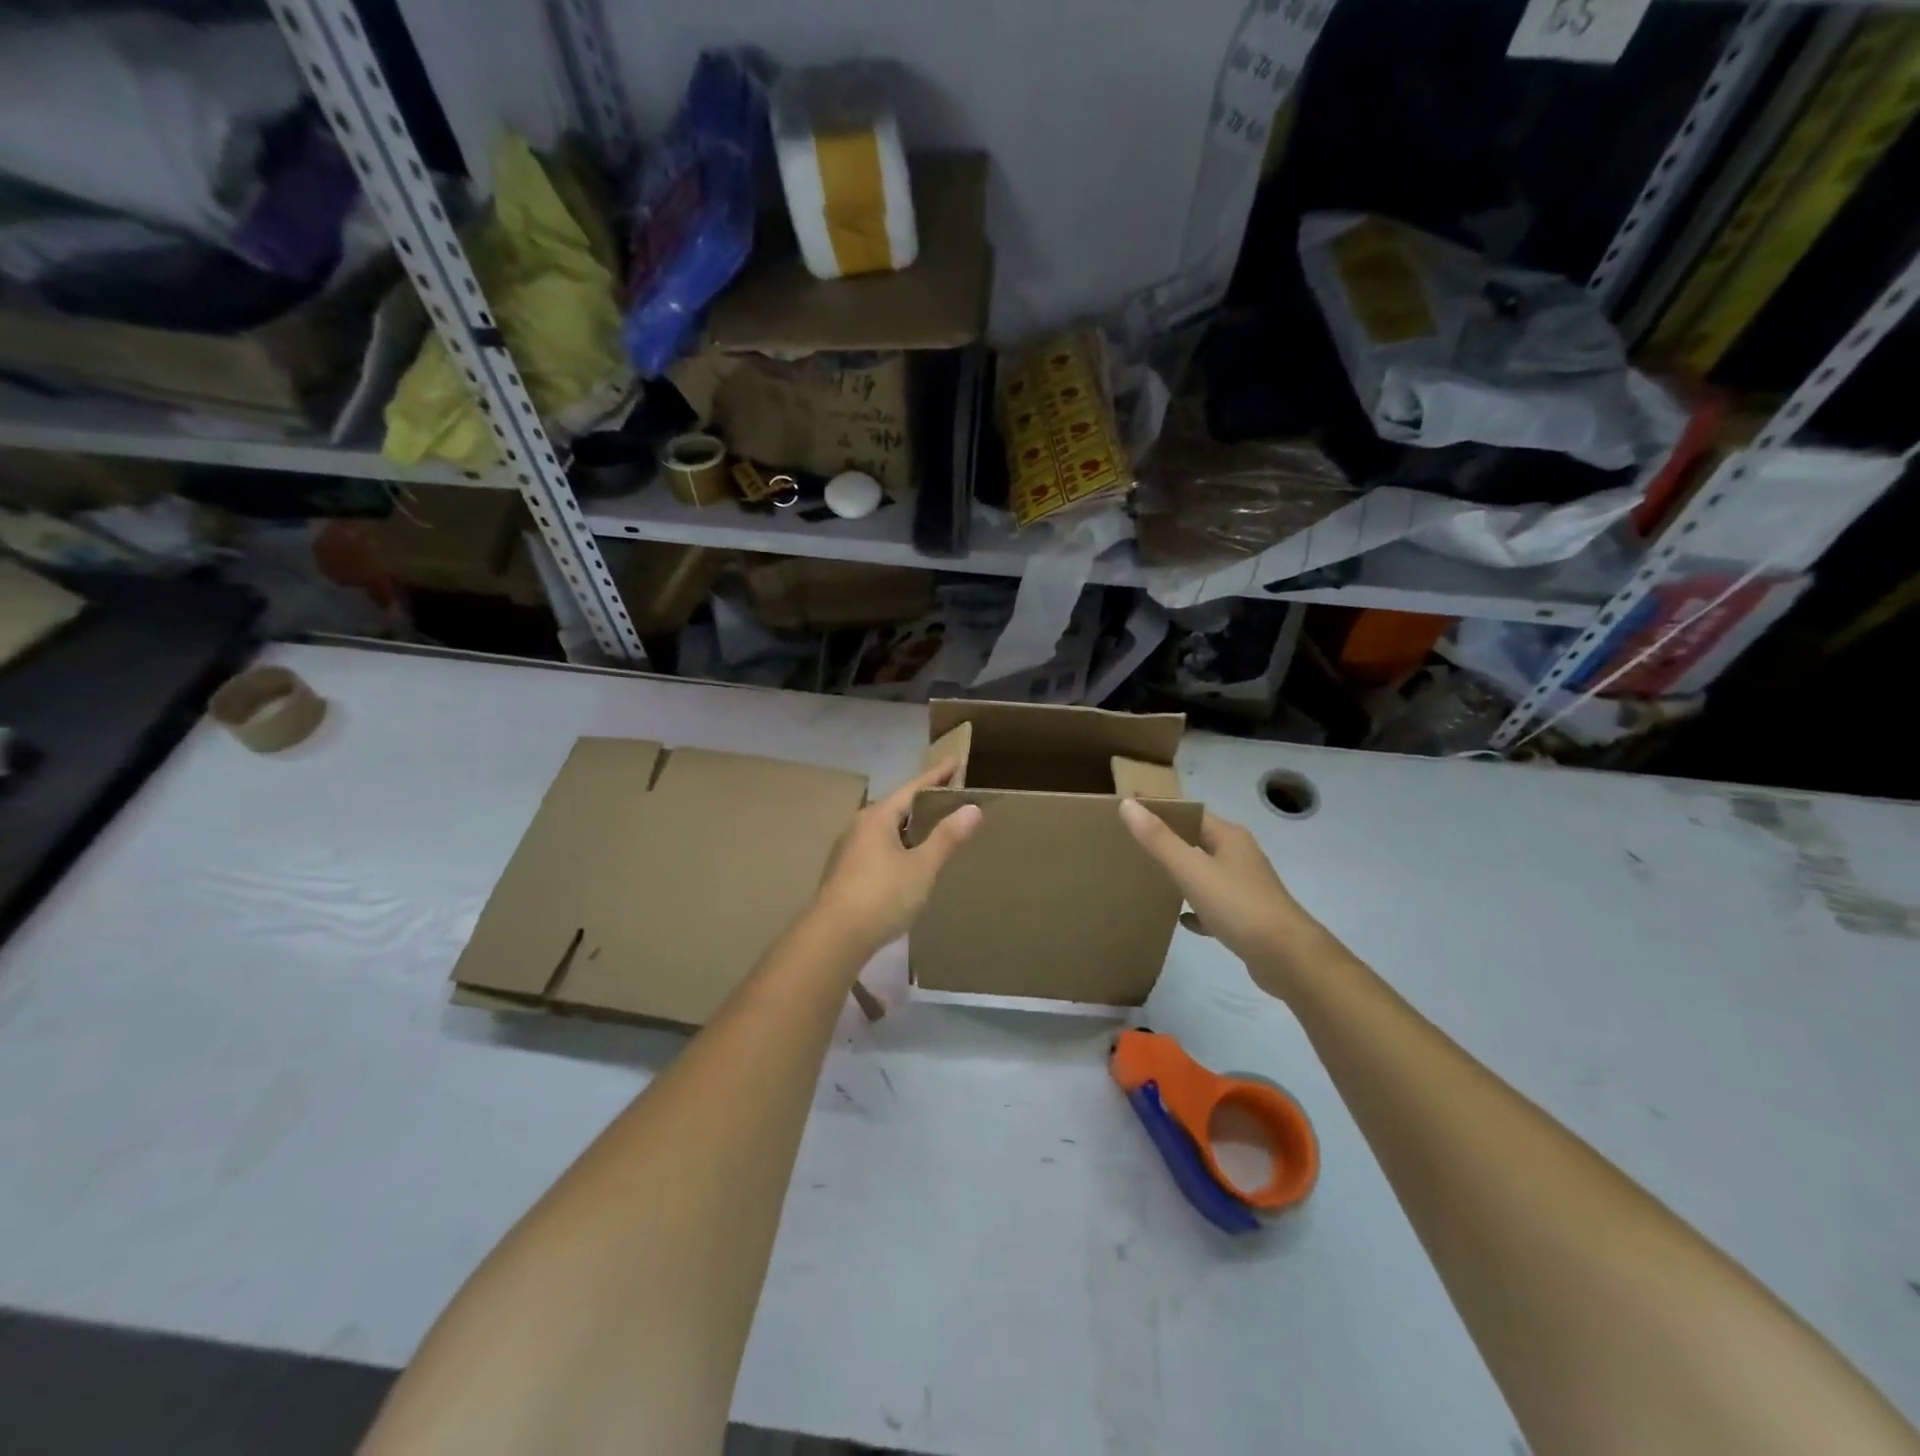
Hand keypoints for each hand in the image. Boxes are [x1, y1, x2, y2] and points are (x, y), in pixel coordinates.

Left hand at [813, 764, 982, 955]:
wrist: (834, 937)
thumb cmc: (881, 895)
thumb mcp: (921, 866)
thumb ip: (946, 838)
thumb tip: (972, 809)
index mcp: (877, 817)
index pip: (913, 788)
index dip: (937, 775)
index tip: (957, 761)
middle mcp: (859, 827)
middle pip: (897, 807)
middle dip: (923, 802)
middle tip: (950, 797)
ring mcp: (849, 851)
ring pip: (886, 830)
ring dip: (910, 828)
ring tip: (934, 829)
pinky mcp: (845, 874)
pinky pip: (879, 850)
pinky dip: (899, 847)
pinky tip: (910, 862)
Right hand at [1119, 801, 1327, 997]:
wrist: (1287, 958)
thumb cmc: (1238, 905)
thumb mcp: (1191, 870)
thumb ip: (1159, 839)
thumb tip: (1128, 805)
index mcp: (1229, 837)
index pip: (1190, 813)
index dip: (1161, 810)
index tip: (1130, 810)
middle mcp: (1239, 855)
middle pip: (1198, 840)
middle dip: (1168, 840)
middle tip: (1132, 843)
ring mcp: (1246, 886)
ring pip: (1206, 872)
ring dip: (1182, 873)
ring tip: (1150, 876)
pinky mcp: (1247, 916)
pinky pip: (1214, 905)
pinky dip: (1196, 908)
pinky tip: (1181, 919)